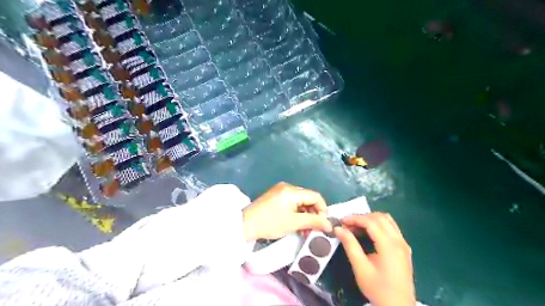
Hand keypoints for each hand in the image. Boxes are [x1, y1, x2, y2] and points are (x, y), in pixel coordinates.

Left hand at [242, 182, 332, 240]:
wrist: (245, 224)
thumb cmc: (270, 223)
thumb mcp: (293, 223)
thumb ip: (313, 222)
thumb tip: (329, 224)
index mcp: (292, 190)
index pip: (315, 196)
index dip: (323, 209)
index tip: (323, 224)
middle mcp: (288, 187)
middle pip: (308, 198)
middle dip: (313, 214)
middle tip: (314, 229)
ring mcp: (281, 191)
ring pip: (300, 202)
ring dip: (305, 215)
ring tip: (305, 230)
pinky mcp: (276, 196)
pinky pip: (292, 203)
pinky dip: (297, 213)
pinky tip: (297, 224)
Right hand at [334, 212, 415, 305]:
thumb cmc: (378, 288)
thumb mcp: (360, 268)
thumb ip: (350, 245)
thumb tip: (338, 229)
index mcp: (389, 245)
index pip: (371, 222)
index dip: (355, 218)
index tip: (341, 222)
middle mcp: (399, 240)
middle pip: (380, 217)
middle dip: (362, 217)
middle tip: (348, 225)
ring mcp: (403, 243)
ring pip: (387, 220)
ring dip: (371, 219)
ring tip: (357, 227)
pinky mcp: (404, 248)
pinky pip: (391, 227)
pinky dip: (379, 224)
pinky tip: (369, 233)